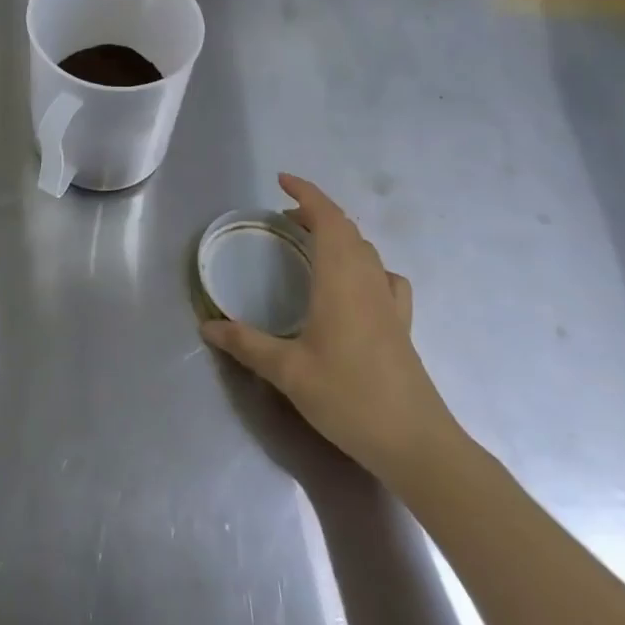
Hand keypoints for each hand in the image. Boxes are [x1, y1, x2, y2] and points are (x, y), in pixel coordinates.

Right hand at [202, 173, 463, 485]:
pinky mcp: (402, 325)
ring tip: (312, 245)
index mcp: (341, 279)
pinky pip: (385, 277)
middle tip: (284, 218)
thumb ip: (247, 345)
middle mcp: (368, 280)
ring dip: (339, 235)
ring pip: (366, 250)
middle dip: (316, 212)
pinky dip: (365, 265)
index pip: (327, 218)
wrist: (417, 444)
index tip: (282, 180)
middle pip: (347, 229)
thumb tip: (207, 326)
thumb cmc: (350, 398)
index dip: (306, 193)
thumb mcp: (289, 372)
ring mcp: (390, 302)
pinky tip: (357, 285)